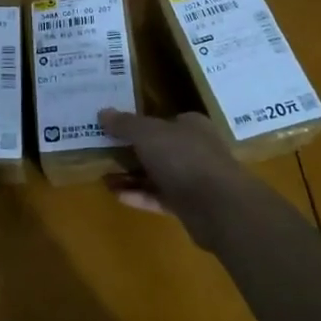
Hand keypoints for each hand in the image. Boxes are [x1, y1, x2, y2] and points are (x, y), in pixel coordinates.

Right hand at [98, 109, 265, 252]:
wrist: (218, 207)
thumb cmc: (183, 158)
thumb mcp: (147, 133)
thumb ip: (125, 124)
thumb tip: (103, 112)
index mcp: (191, 126)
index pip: (163, 120)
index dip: (139, 123)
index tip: (114, 128)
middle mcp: (194, 150)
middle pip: (158, 148)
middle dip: (131, 150)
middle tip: (102, 151)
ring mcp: (193, 179)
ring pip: (157, 174)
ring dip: (131, 175)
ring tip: (102, 175)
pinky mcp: (188, 206)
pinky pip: (158, 197)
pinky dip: (138, 196)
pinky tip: (115, 195)